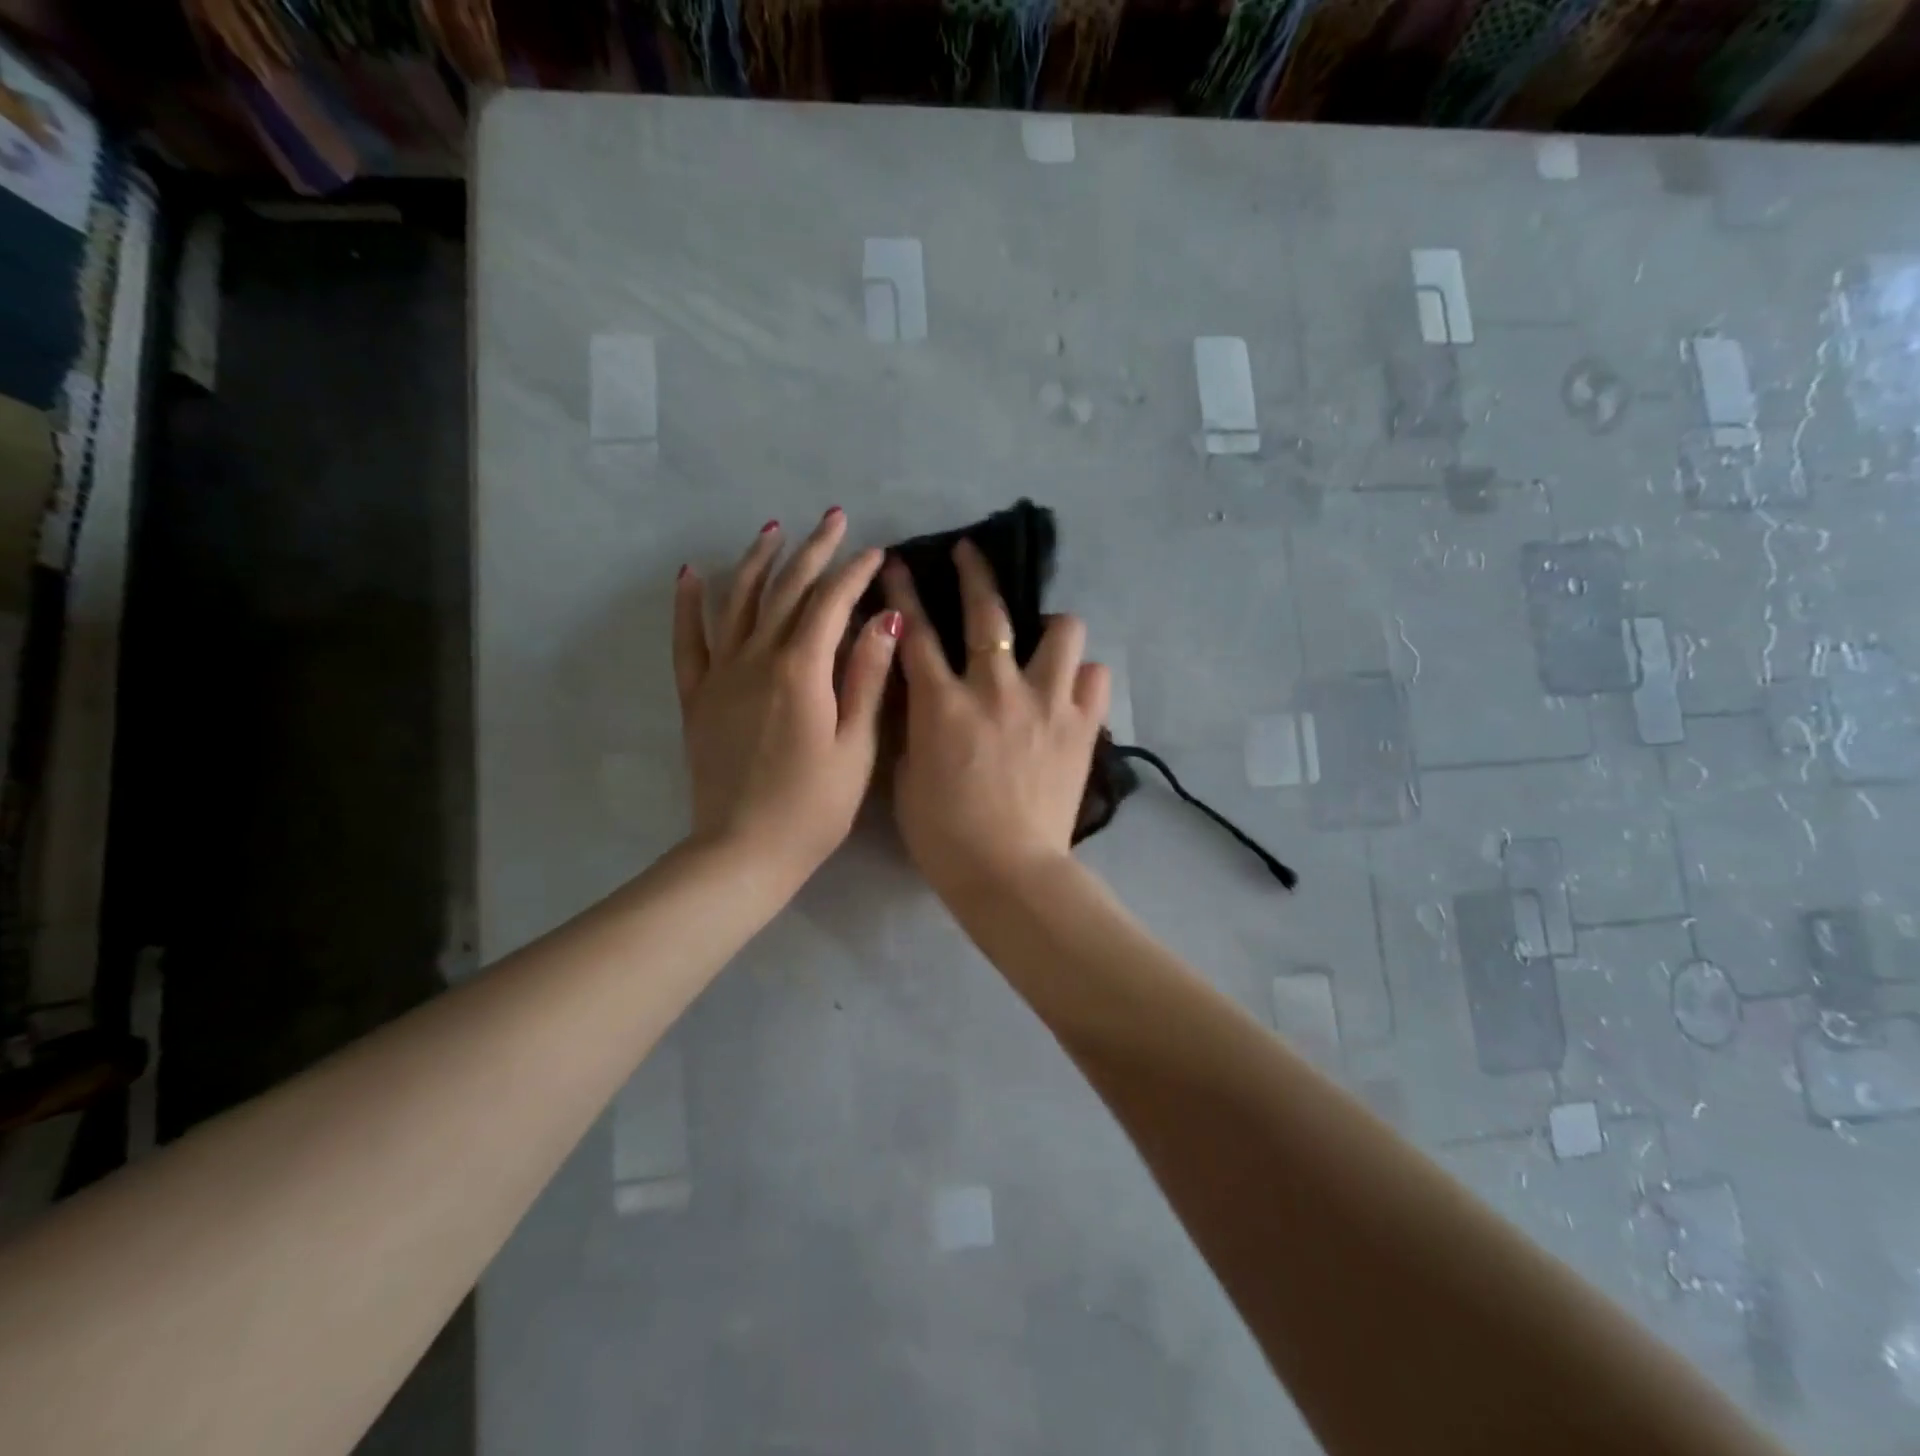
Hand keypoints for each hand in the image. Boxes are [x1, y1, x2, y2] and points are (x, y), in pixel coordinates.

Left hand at [673, 509, 900, 887]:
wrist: (743, 850)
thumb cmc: (813, 806)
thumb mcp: (855, 746)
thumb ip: (866, 678)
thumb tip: (885, 619)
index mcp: (802, 671)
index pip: (831, 604)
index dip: (854, 574)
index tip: (874, 552)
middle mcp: (757, 659)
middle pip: (785, 590)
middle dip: (812, 551)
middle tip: (833, 518)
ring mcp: (721, 675)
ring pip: (737, 602)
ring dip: (757, 561)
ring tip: (773, 529)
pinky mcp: (697, 697)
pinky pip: (688, 641)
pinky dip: (688, 605)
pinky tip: (689, 574)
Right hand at [884, 539, 1110, 900]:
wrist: (1008, 872)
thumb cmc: (945, 835)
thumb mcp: (907, 779)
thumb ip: (914, 730)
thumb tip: (922, 701)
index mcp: (942, 704)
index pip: (915, 632)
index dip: (903, 592)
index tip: (898, 563)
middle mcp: (996, 689)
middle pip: (988, 612)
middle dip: (975, 572)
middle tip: (970, 552)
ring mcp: (1046, 703)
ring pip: (1062, 631)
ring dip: (1051, 626)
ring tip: (1045, 637)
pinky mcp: (1081, 726)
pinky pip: (1095, 678)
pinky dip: (1083, 677)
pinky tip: (1072, 689)